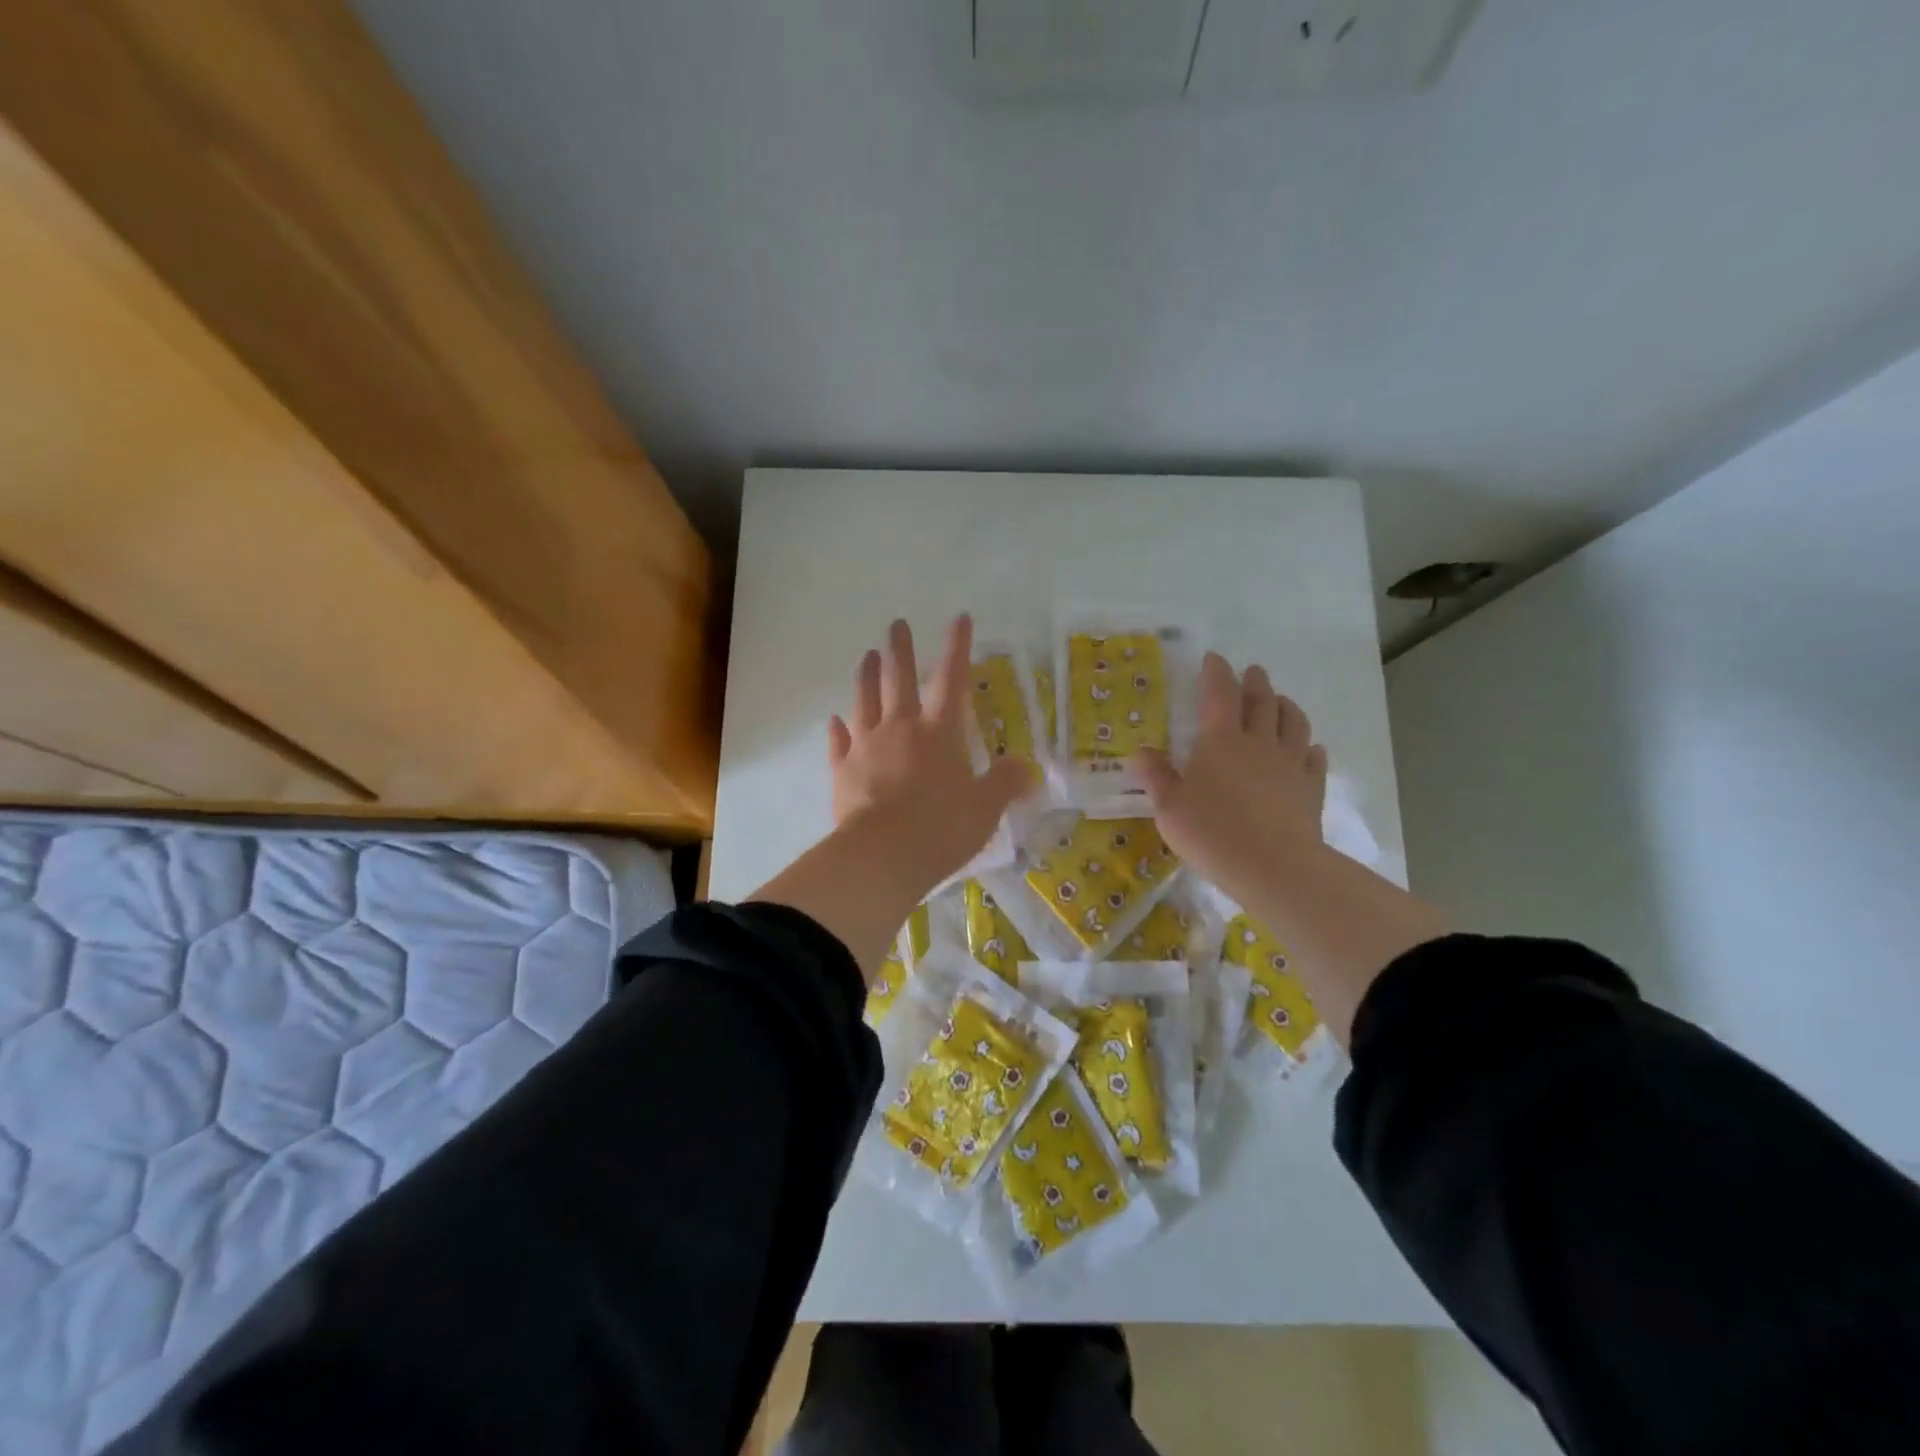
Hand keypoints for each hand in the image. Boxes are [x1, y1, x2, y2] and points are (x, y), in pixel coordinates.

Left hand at [827, 615, 1033, 894]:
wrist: (882, 856)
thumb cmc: (940, 828)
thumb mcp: (985, 808)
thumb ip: (1005, 783)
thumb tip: (1026, 767)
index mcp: (939, 733)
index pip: (952, 679)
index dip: (957, 647)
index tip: (958, 618)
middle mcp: (901, 729)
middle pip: (899, 679)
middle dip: (900, 648)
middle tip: (896, 623)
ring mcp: (867, 747)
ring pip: (864, 701)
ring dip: (867, 676)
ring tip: (868, 655)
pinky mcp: (842, 770)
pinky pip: (839, 743)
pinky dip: (837, 729)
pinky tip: (834, 720)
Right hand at [1131, 653, 1327, 906]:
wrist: (1274, 867)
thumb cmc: (1212, 833)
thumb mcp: (1168, 807)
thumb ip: (1155, 776)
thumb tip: (1141, 752)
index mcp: (1220, 741)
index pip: (1219, 694)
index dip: (1216, 672)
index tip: (1214, 658)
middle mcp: (1258, 742)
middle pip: (1261, 702)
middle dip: (1255, 683)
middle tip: (1252, 672)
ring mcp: (1290, 764)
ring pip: (1293, 723)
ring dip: (1286, 706)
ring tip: (1281, 700)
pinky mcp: (1311, 789)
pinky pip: (1314, 760)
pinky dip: (1311, 748)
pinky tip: (1311, 748)